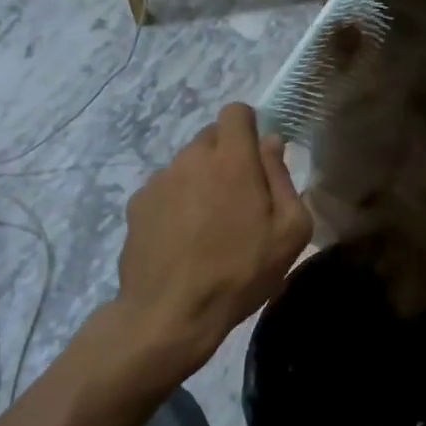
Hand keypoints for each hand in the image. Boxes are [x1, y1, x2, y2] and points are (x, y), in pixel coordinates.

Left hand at [113, 104, 310, 387]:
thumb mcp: (289, 231)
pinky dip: (177, 202)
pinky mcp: (136, 204)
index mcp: (232, 160)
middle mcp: (191, 158)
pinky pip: (165, 188)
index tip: (259, 158)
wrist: (169, 314)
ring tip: (210, 225)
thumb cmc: (240, 272)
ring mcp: (158, 180)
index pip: (236, 111)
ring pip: (187, 163)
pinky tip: (183, 239)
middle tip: (240, 199)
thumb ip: (283, 178)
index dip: (250, 126)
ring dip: (202, 180)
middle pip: (212, 137)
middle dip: (228, 156)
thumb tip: (272, 143)